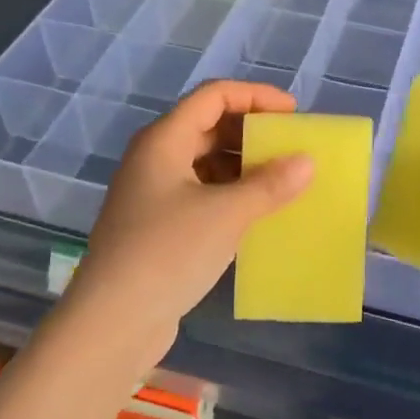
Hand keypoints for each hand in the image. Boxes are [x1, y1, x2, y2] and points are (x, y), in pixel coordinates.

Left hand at [54, 80, 314, 372]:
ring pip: (205, 162)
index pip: (214, 95)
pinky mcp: (157, 226)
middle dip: (251, 132)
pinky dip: (230, 194)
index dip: (256, 96)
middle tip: (291, 147)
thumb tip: (306, 162)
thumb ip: (270, 184)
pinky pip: (200, 193)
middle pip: (208, 126)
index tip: (293, 114)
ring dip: (243, 166)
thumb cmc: (168, 253)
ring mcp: (152, 193)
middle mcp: (154, 158)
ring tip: (282, 181)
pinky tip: (256, 213)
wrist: (112, 323)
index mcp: (163, 140)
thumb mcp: (227, 214)